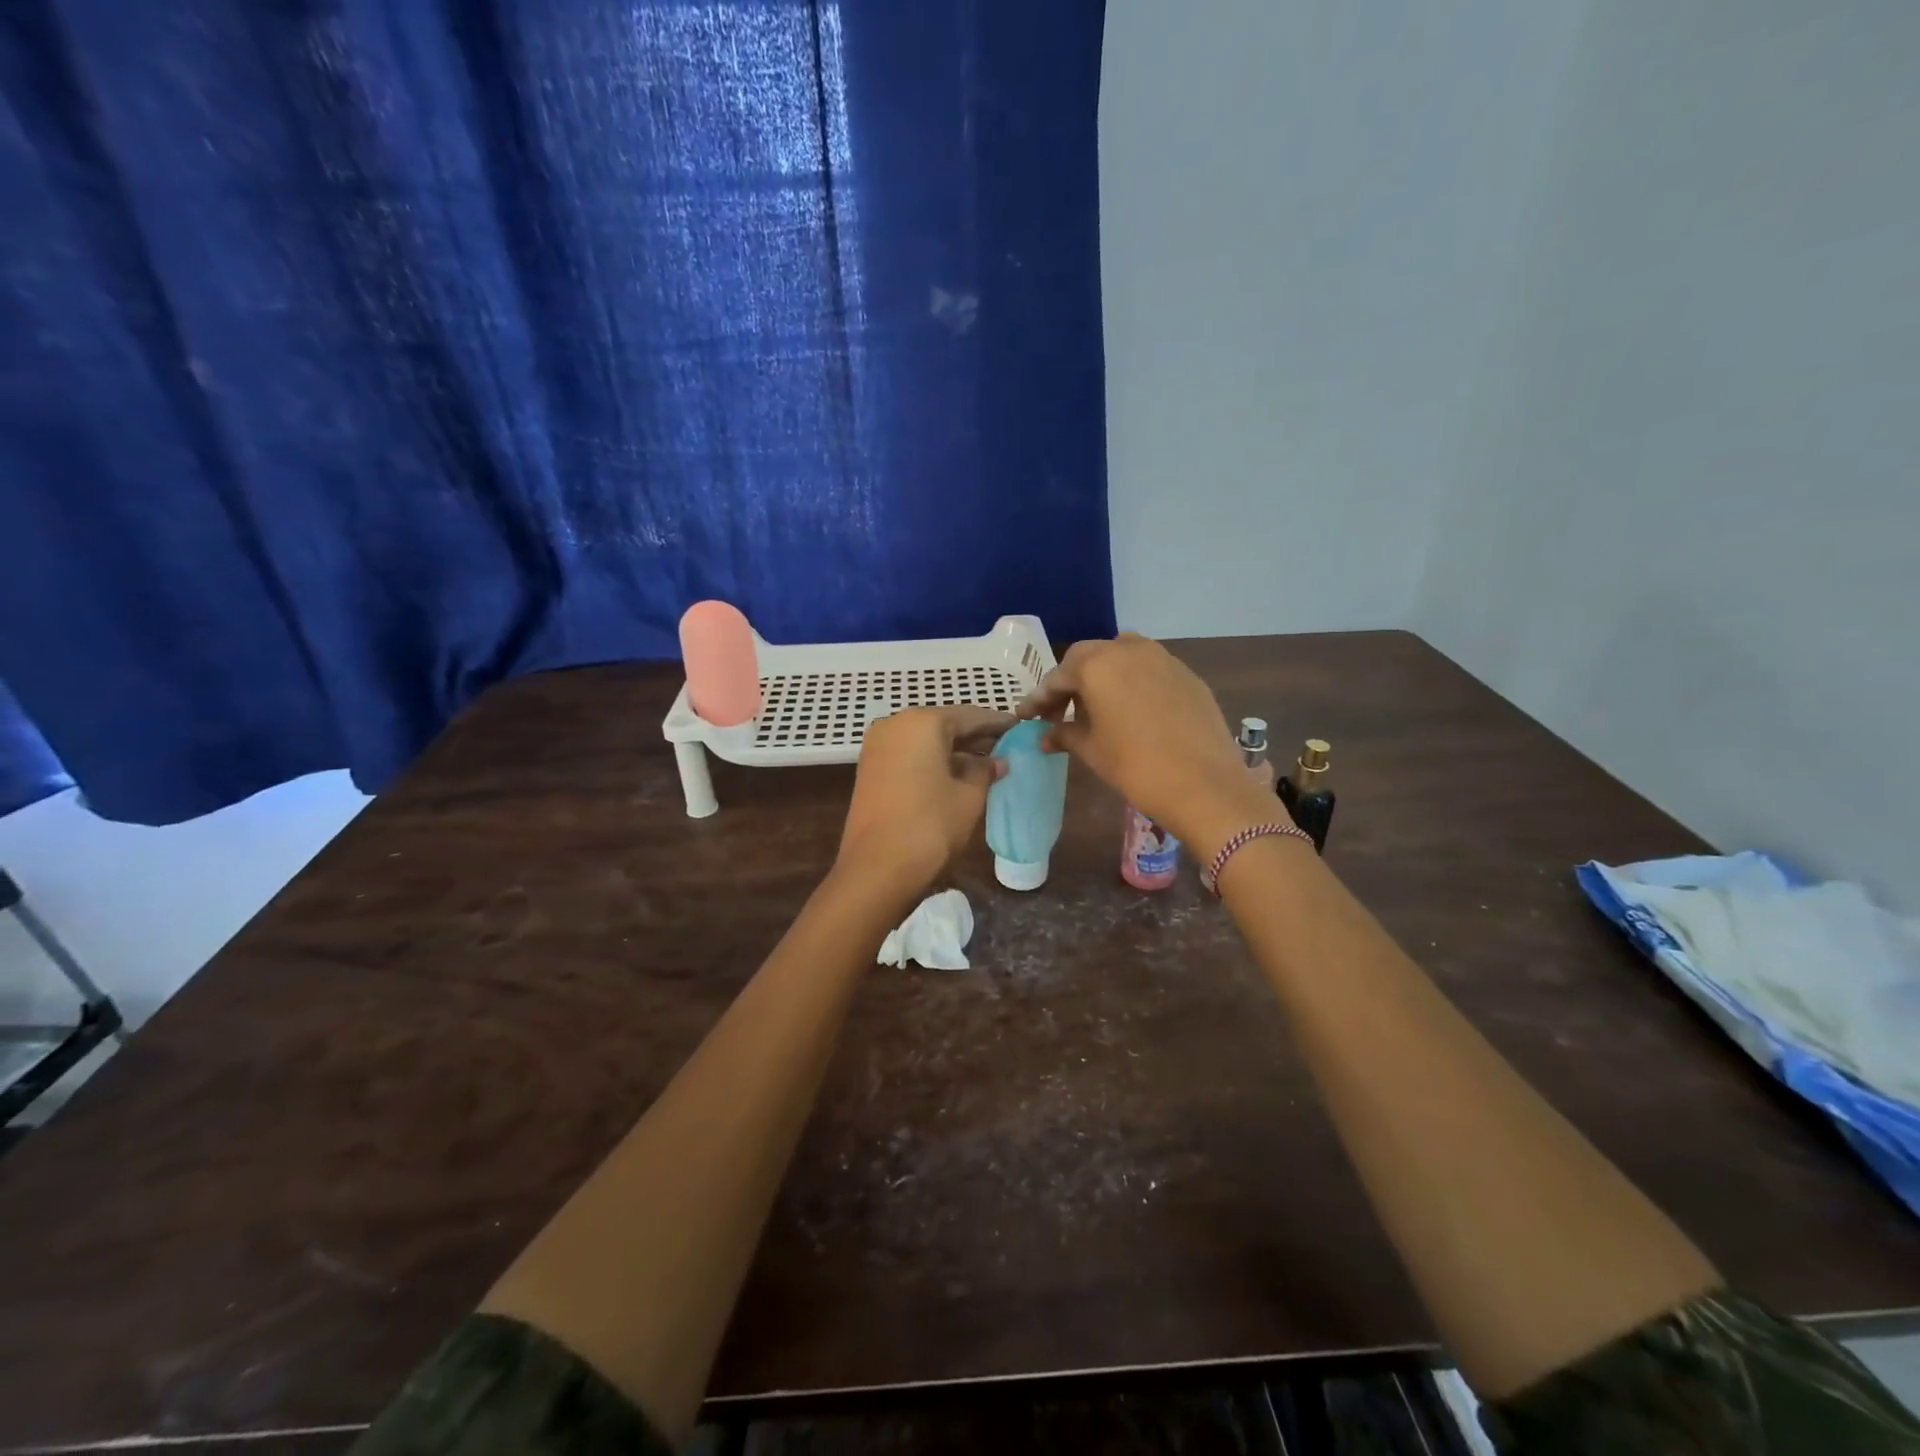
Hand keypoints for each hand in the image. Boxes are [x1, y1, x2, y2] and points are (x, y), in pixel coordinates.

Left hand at [836, 706, 1010, 894]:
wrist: (877, 868)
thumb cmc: (930, 825)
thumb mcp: (969, 797)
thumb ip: (985, 771)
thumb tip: (997, 762)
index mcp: (922, 722)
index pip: (970, 716)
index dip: (998, 724)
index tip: (1020, 729)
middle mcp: (895, 724)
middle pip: (944, 725)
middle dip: (976, 737)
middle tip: (1007, 747)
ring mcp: (878, 746)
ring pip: (926, 740)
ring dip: (955, 750)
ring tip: (987, 763)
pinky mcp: (870, 769)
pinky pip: (910, 755)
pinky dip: (934, 760)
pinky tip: (958, 775)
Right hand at [1018, 634, 1264, 855]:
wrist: (1205, 785)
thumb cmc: (1135, 766)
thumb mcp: (1091, 750)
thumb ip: (1064, 734)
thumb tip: (1045, 734)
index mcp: (1097, 665)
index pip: (1058, 677)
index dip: (1040, 699)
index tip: (1026, 716)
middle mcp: (1128, 650)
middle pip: (1088, 658)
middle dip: (1070, 682)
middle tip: (1059, 711)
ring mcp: (1162, 658)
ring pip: (1121, 657)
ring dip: (1103, 677)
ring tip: (1095, 707)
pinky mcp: (1187, 674)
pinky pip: (1149, 670)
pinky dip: (1132, 684)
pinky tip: (1131, 711)